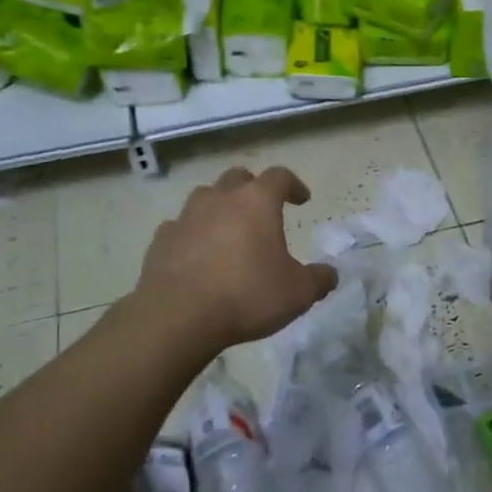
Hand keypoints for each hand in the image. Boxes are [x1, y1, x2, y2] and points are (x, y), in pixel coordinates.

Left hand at [136, 166, 337, 349]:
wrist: (179, 315)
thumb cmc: (247, 295)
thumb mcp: (298, 293)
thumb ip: (319, 280)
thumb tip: (330, 275)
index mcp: (257, 201)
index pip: (280, 177)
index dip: (294, 185)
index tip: (302, 199)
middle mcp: (221, 198)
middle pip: (238, 178)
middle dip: (252, 188)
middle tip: (262, 209)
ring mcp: (186, 216)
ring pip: (205, 197)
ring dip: (219, 207)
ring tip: (228, 230)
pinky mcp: (161, 239)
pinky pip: (180, 227)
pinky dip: (192, 234)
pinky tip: (197, 254)